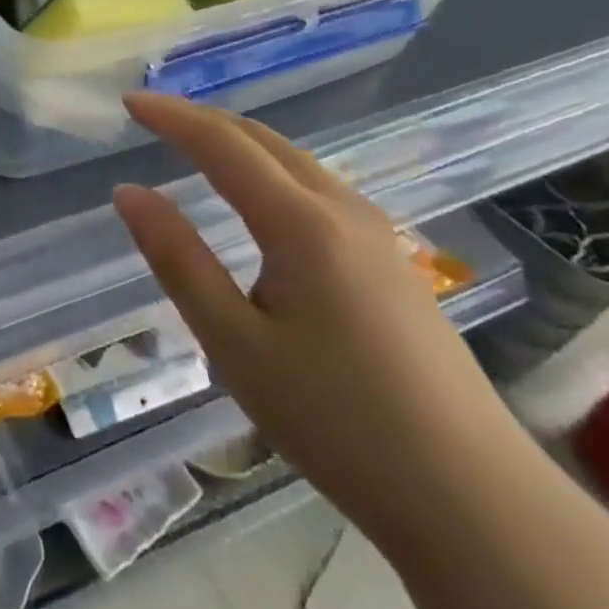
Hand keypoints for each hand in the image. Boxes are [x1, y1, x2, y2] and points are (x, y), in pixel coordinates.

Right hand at [112, 92, 529, 548]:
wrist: (480, 507)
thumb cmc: (339, 423)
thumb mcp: (236, 345)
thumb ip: (178, 260)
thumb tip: (128, 192)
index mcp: (302, 224)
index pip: (222, 144)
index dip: (171, 116)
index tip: (129, 101)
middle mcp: (342, 210)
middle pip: (261, 139)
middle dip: (202, 119)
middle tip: (152, 118)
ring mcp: (377, 234)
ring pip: (293, 160)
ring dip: (237, 142)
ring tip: (193, 146)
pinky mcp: (392, 261)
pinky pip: (316, 186)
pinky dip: (268, 168)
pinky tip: (257, 197)